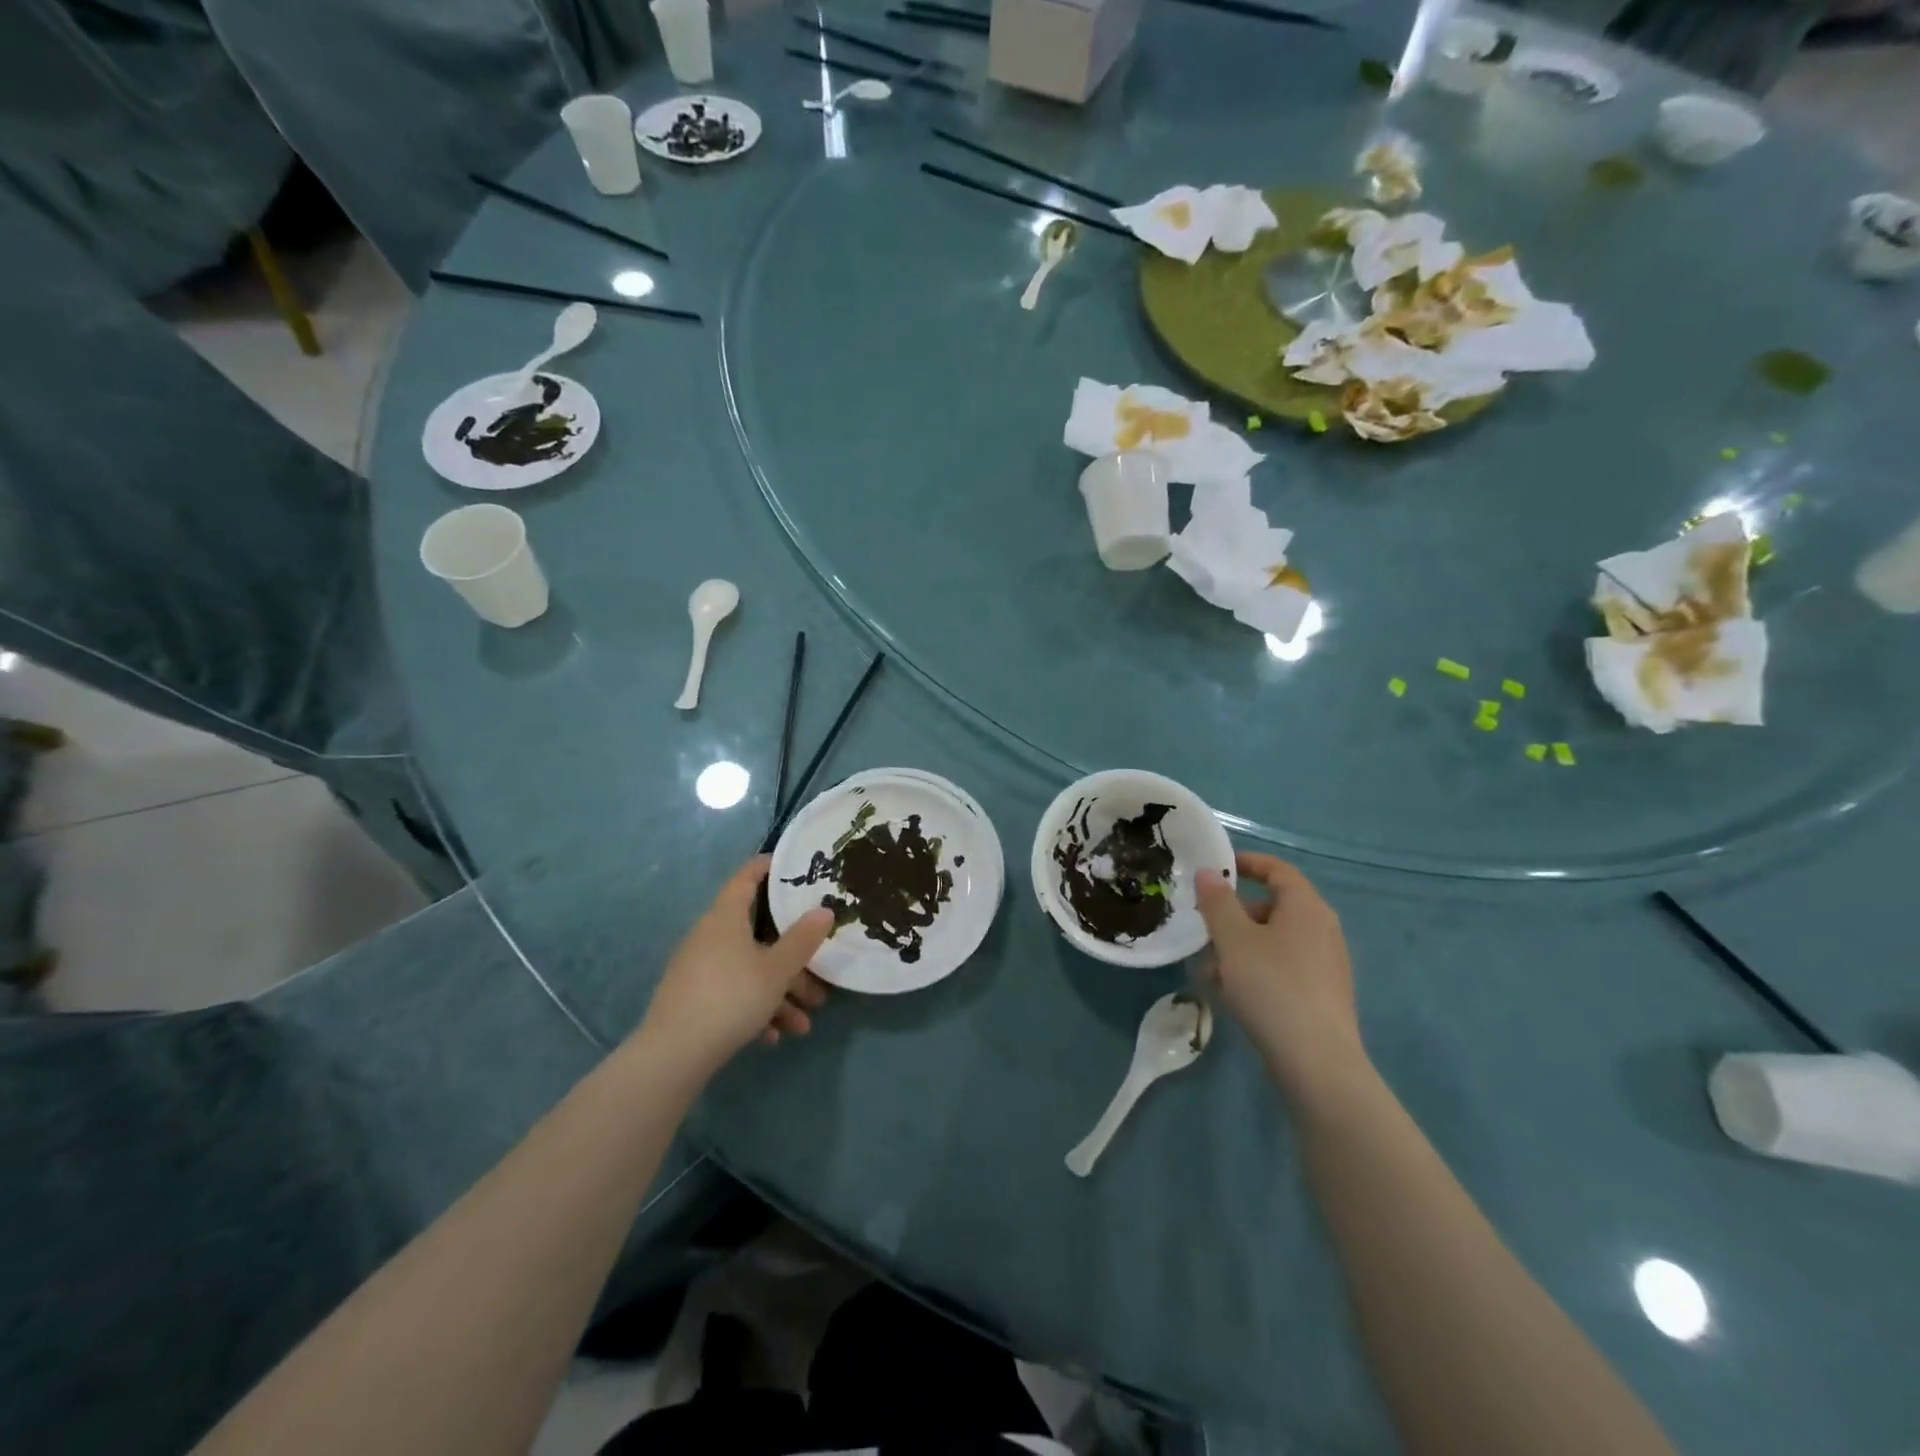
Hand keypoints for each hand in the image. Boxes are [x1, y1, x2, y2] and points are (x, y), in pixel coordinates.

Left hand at [638, 856, 835, 1075]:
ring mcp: (698, 968)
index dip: (768, 867)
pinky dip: (755, 1010)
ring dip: (779, 994)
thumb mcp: (776, 970)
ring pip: (749, 971)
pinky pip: (731, 994)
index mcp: (725, 917)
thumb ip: (802, 940)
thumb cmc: (731, 997)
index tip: (791, 865)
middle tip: (819, 977)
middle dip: (792, 959)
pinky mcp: (692, 999)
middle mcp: (709, 936)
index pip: (746, 878)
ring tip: (804, 1025)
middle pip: (758, 936)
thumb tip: (824, 910)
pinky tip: (772, 1037)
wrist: (673, 1055)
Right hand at [1195, 852, 1365, 1099]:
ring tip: (1207, 970)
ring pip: (1273, 940)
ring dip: (1238, 946)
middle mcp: (1322, 929)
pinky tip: (1230, 993)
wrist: (1317, 1062)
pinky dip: (1255, 969)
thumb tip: (1208, 873)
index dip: (1247, 862)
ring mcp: (1325, 964)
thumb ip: (1218, 902)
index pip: (1277, 869)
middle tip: (1202, 927)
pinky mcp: (1322, 994)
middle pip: (1273, 906)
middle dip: (1233, 914)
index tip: (1215, 867)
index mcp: (1306, 907)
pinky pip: (1282, 967)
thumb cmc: (1272, 987)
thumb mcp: (1233, 940)